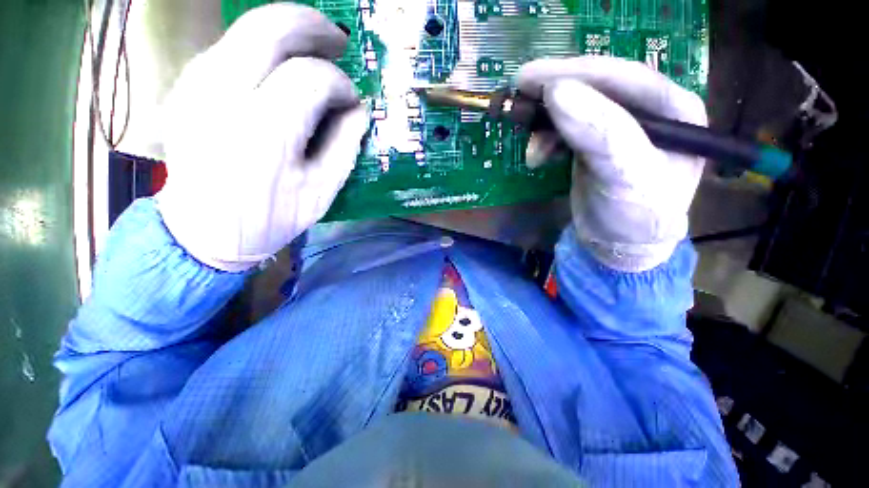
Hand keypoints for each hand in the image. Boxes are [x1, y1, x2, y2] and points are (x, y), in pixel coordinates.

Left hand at [157, 4, 367, 271]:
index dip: (339, 83)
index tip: (352, 100)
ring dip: (286, 32)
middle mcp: (222, 98)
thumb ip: (343, 147)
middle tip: (339, 41)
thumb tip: (358, 109)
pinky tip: (278, 68)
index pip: (310, 78)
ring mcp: (195, 87)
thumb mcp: (321, 191)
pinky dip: (260, 47)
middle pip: (268, 29)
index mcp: (264, 134)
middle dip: (313, 26)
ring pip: (244, 31)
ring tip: (314, 51)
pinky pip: (228, 48)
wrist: (200, 232)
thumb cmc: (270, 218)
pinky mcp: (185, 88)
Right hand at [516, 56, 706, 271]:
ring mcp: (619, 127)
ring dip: (546, 124)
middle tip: (517, 94)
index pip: (620, 77)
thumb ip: (598, 133)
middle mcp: (649, 110)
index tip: (529, 77)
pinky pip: (566, 130)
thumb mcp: (624, 176)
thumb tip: (557, 92)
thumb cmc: (634, 217)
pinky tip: (539, 156)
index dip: (573, 72)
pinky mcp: (595, 144)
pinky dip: (547, 140)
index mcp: (673, 108)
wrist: (619, 247)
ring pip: (576, 108)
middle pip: (596, 87)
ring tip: (531, 149)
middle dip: (554, 92)